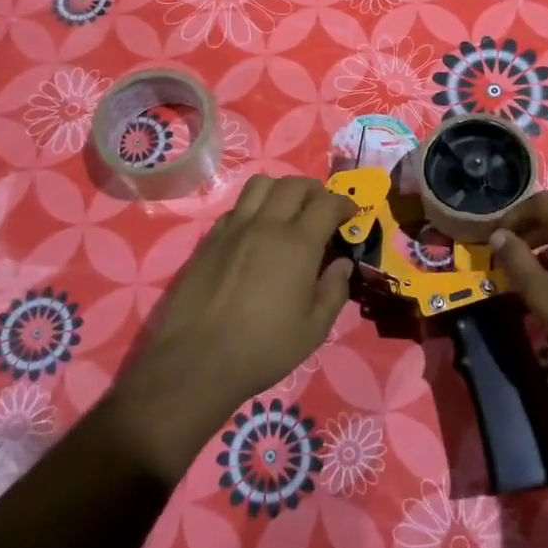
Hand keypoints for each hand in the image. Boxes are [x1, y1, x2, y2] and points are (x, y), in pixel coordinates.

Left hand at [109, 175, 353, 475]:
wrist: (196, 362)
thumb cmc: (263, 349)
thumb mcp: (314, 329)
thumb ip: (334, 290)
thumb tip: (342, 264)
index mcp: (297, 244)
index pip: (327, 204)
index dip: (344, 204)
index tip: (350, 215)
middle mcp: (266, 225)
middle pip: (294, 184)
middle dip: (315, 191)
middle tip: (322, 210)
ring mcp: (234, 229)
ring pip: (260, 185)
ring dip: (281, 190)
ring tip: (287, 211)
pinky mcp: (209, 240)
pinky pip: (236, 207)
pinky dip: (253, 208)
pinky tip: (256, 233)